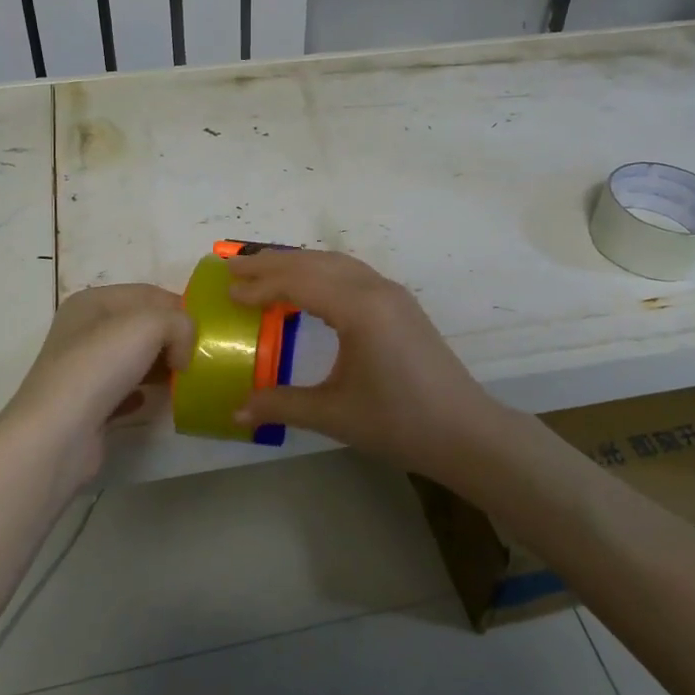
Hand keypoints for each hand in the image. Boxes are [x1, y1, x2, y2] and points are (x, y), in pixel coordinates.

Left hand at [0, 284, 194, 486]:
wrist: (58, 434)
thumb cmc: (100, 365)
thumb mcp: (150, 325)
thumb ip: (179, 324)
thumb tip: (183, 351)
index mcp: (92, 302)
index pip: (148, 294)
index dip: (179, 308)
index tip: (204, 331)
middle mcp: (83, 331)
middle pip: (141, 326)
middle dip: (172, 338)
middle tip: (199, 356)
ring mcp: (83, 369)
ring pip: (133, 359)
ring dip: (160, 366)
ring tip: (184, 379)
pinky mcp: (87, 405)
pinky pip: (124, 391)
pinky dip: (142, 393)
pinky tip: (153, 401)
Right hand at [226, 250, 516, 482]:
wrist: (466, 432)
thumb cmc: (400, 423)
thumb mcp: (334, 415)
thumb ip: (281, 405)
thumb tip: (235, 412)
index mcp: (360, 309)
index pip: (299, 282)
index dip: (260, 284)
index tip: (227, 291)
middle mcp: (376, 289)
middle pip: (315, 262)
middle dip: (271, 262)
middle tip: (231, 266)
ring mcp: (392, 293)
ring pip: (335, 262)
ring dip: (297, 263)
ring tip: (262, 270)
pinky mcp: (400, 304)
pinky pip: (351, 273)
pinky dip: (320, 271)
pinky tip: (307, 287)